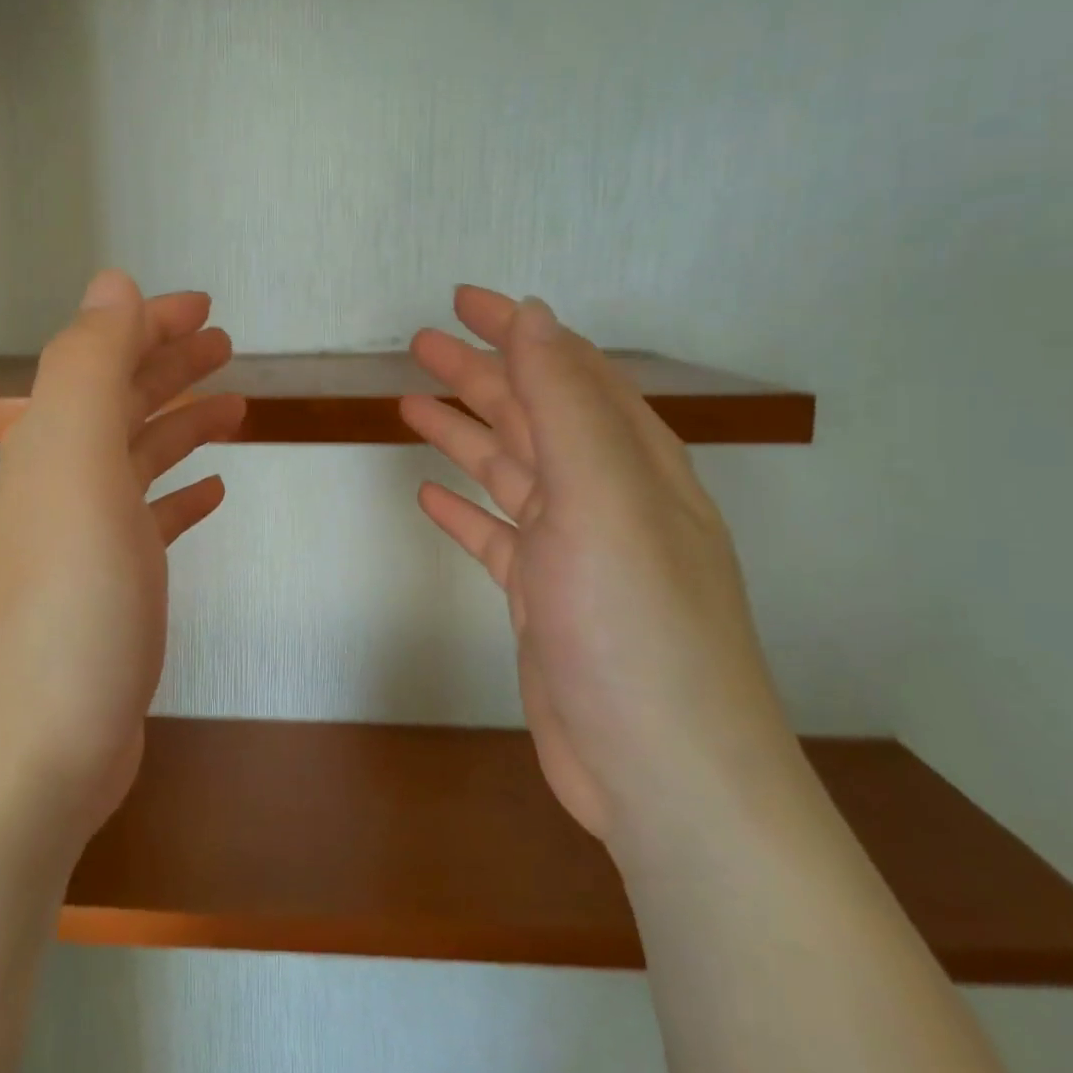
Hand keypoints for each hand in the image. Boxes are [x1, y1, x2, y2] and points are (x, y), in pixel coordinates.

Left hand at [0, 272, 244, 851]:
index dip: (149, 324)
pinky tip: (212, 492)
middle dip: (168, 366)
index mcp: (50, 447)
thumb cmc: (66, 605)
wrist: (28, 757)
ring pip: (136, 461)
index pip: (100, 358)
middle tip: (225, 345)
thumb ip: (92, 367)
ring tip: (233, 405)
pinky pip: (148, 523)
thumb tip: (114, 283)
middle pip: (118, 405)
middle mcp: (58, 486)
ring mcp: (81, 544)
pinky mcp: (108, 596)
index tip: (206, 307)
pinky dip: (179, 496)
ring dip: (180, 424)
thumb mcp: (76, 466)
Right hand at [401, 286, 798, 846]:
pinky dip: (464, 509)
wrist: (662, 772)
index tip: (463, 300)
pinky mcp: (544, 601)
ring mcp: (574, 552)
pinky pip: (496, 536)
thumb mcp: (603, 498)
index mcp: (632, 461)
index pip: (570, 370)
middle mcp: (607, 497)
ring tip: (410, 402)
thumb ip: (565, 403)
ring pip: (511, 471)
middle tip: (420, 343)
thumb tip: (534, 315)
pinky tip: (429, 495)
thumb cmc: (636, 624)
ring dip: (465, 433)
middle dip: (481, 374)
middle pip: (535, 415)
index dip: (518, 330)